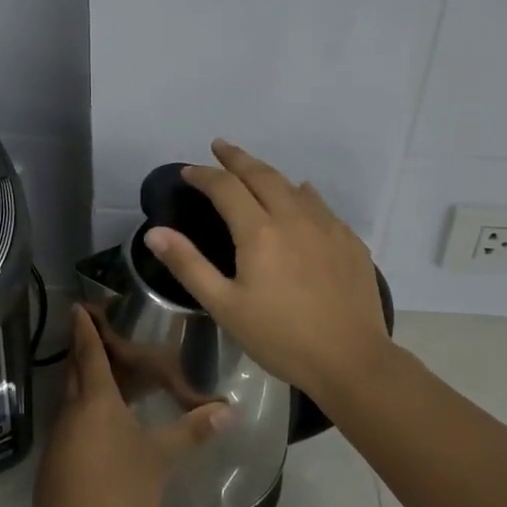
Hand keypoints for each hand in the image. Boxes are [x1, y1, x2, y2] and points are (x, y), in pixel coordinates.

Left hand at [32, 306, 231, 506]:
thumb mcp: (161, 458)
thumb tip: (229, 409)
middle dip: (84, 347)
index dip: (86, 328)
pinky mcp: (57, 456)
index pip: (90, 352)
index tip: (79, 306)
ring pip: (71, 392)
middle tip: (98, 332)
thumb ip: (192, 431)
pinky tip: (102, 417)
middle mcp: (73, 408)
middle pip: (76, 368)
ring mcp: (61, 433)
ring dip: (84, 376)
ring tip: (107, 371)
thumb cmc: (117, 488)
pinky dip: (84, 403)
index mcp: (96, 399)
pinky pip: (71, 415)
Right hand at [143, 139, 390, 401]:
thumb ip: (189, 265)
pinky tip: (302, 196)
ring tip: (254, 170)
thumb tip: (154, 232)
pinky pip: (320, 204)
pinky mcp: (349, 241)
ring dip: (268, 173)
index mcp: (259, 231)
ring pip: (293, 185)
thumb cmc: (280, 337)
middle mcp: (294, 217)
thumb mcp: (225, 306)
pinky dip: (301, 193)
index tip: (188, 171)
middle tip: (220, 146)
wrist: (352, 360)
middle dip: (237, 158)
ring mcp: (327, 226)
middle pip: (262, 174)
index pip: (226, 187)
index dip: (204, 175)